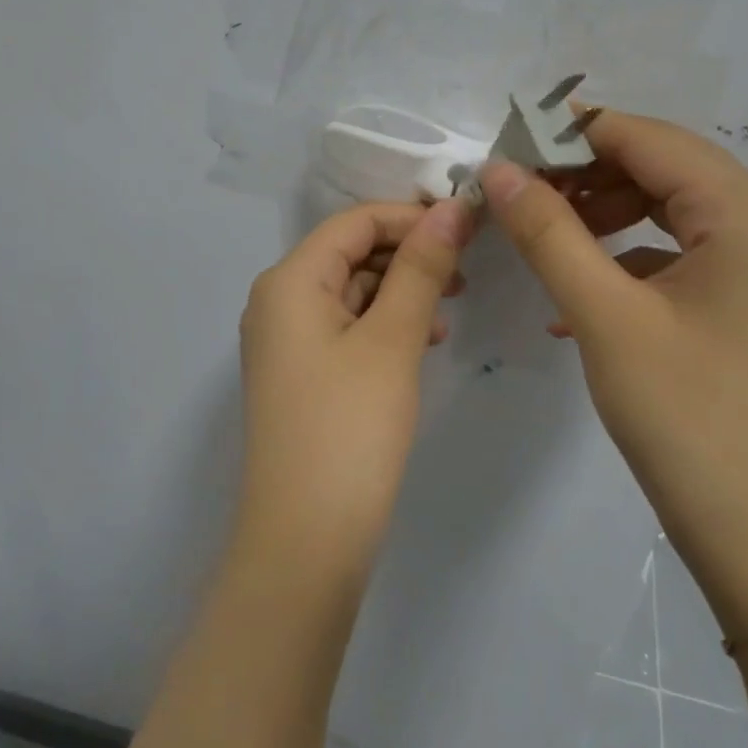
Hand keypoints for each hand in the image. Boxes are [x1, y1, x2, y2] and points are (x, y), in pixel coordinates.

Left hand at [235, 198, 473, 581]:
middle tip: (468, 267)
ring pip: (351, 292)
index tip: (470, 225)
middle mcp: (278, 301)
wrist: (305, 539)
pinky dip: (386, 324)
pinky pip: (347, 328)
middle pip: (350, 253)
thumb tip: (450, 209)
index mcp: (289, 281)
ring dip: (402, 290)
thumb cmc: (350, 428)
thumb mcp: (392, 340)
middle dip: (409, 253)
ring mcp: (286, 341)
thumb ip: (421, 269)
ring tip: (452, 304)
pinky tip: (426, 340)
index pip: (355, 222)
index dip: (412, 216)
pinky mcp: (302, 375)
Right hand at [477, 111, 747, 640]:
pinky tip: (582, 294)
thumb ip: (548, 233)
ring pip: (675, 211)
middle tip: (518, 197)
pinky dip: (632, 260)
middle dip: (587, 175)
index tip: (506, 147)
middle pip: (666, 169)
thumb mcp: (606, 319)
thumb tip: (499, 169)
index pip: (649, 139)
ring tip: (545, 237)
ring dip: (607, 216)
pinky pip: (687, 256)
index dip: (572, 135)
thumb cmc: (690, 422)